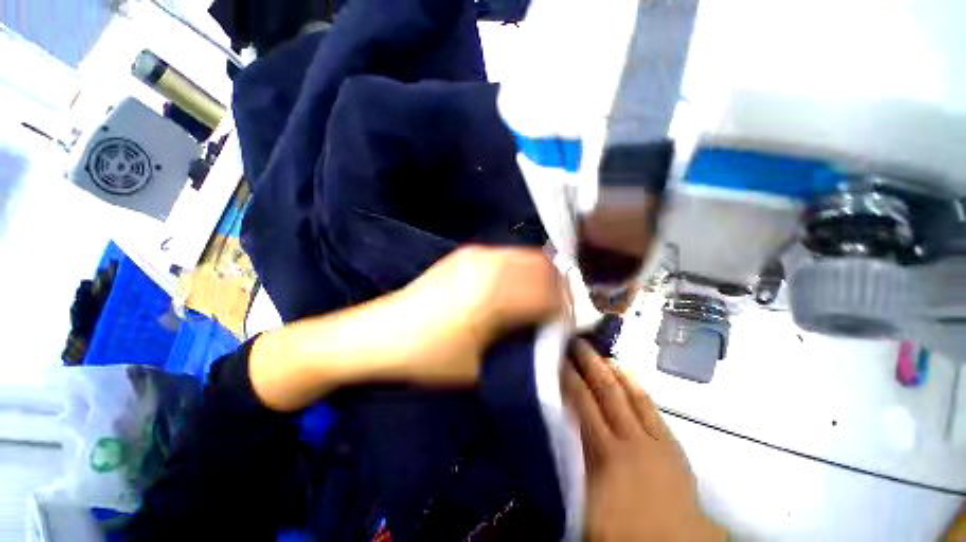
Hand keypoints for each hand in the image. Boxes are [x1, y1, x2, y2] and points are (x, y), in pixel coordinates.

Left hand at [394, 245, 562, 384]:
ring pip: (527, 257)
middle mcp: (489, 264)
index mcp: (495, 293)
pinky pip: (508, 256)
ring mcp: (476, 254)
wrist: (382, 333)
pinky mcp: (466, 253)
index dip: (566, 307)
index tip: (567, 323)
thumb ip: (521, 345)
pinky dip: (521, 270)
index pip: (550, 292)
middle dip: (557, 288)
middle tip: (556, 310)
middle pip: (543, 266)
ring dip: (540, 277)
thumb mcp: (482, 364)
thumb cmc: (431, 356)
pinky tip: (513, 289)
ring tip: (537, 300)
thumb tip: (549, 330)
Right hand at [562, 340, 724, 541]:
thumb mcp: (582, 505)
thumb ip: (566, 466)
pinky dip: (635, 385)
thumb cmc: (621, 530)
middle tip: (575, 342)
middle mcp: (624, 438)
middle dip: (588, 364)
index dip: (568, 378)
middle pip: (603, 391)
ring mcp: (650, 438)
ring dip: (611, 370)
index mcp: (601, 453)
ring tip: (597, 352)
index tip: (557, 359)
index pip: (580, 404)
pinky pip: (649, 405)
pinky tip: (626, 372)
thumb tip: (545, 438)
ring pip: (627, 393)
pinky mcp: (669, 442)